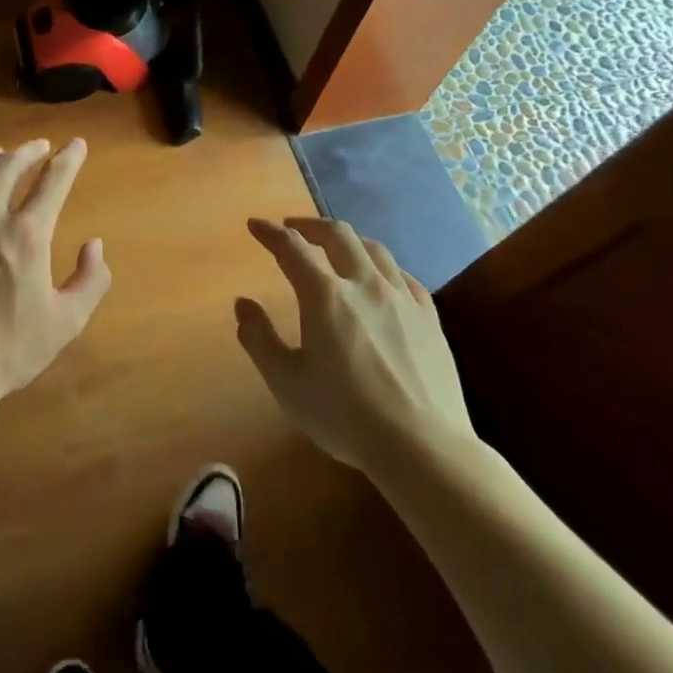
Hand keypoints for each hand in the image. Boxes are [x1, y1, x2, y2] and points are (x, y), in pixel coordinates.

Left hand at [0, 139, 110, 405]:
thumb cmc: (5, 351)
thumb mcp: (65, 323)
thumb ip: (90, 281)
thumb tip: (94, 245)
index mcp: (26, 234)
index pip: (54, 180)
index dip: (69, 158)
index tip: (75, 145)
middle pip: (8, 166)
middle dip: (28, 151)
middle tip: (37, 148)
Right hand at [235, 217, 474, 472]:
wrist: (423, 447)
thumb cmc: (344, 415)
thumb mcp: (286, 382)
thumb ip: (259, 339)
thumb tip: (243, 304)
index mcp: (325, 296)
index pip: (292, 248)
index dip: (270, 232)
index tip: (255, 225)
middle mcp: (365, 285)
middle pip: (338, 235)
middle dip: (310, 225)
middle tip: (292, 228)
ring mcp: (403, 299)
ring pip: (375, 250)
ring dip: (348, 240)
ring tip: (335, 248)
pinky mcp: (430, 318)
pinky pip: (404, 276)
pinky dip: (382, 267)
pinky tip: (381, 279)